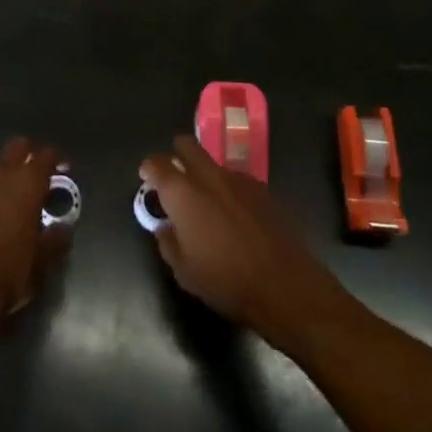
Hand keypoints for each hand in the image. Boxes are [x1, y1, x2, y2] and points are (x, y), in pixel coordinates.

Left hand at [0, 137, 70, 332]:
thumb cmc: (8, 274)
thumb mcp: (42, 262)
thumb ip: (56, 239)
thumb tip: (63, 228)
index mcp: (26, 186)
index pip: (45, 156)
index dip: (56, 159)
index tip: (62, 169)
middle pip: (16, 148)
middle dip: (28, 154)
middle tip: (36, 175)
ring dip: (2, 182)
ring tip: (7, 205)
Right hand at [139, 136, 351, 351]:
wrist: (284, 285)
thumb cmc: (225, 281)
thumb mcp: (184, 271)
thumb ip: (167, 241)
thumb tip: (165, 226)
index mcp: (183, 193)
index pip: (157, 163)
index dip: (149, 168)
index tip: (147, 178)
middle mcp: (208, 176)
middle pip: (187, 145)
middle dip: (177, 154)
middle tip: (174, 178)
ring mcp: (238, 179)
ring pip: (213, 162)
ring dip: (204, 174)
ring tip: (207, 203)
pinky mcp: (262, 189)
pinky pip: (235, 179)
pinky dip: (227, 188)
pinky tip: (234, 215)